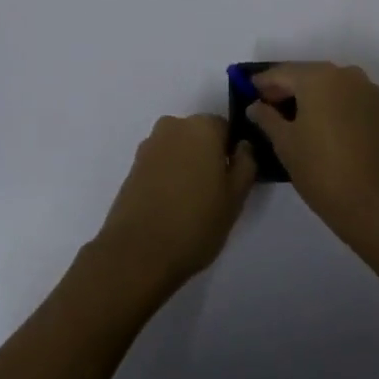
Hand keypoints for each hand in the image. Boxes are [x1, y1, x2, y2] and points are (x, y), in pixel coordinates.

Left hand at [91, 114, 256, 295]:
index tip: (232, 180)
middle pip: (199, 136)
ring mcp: (149, 145)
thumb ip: (246, 164)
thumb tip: (243, 146)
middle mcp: (174, 126)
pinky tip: (169, 206)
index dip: (232, 153)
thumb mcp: (236, 197)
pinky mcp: (133, 166)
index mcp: (202, 127)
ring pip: (178, 149)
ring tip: (189, 204)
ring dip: (186, 166)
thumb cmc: (196, 223)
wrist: (137, 252)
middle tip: (213, 193)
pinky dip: (167, 177)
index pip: (226, 129)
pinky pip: (160, 163)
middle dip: (207, 157)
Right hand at [247, 62, 378, 245]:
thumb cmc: (324, 172)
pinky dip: (338, 108)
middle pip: (309, 75)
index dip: (263, 83)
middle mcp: (347, 75)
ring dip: (315, 98)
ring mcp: (371, 92)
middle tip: (271, 108)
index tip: (249, 94)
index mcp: (319, 77)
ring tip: (299, 121)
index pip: (282, 72)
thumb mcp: (286, 145)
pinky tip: (330, 131)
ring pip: (334, 87)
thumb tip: (256, 105)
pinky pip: (354, 101)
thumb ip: (267, 118)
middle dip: (289, 89)